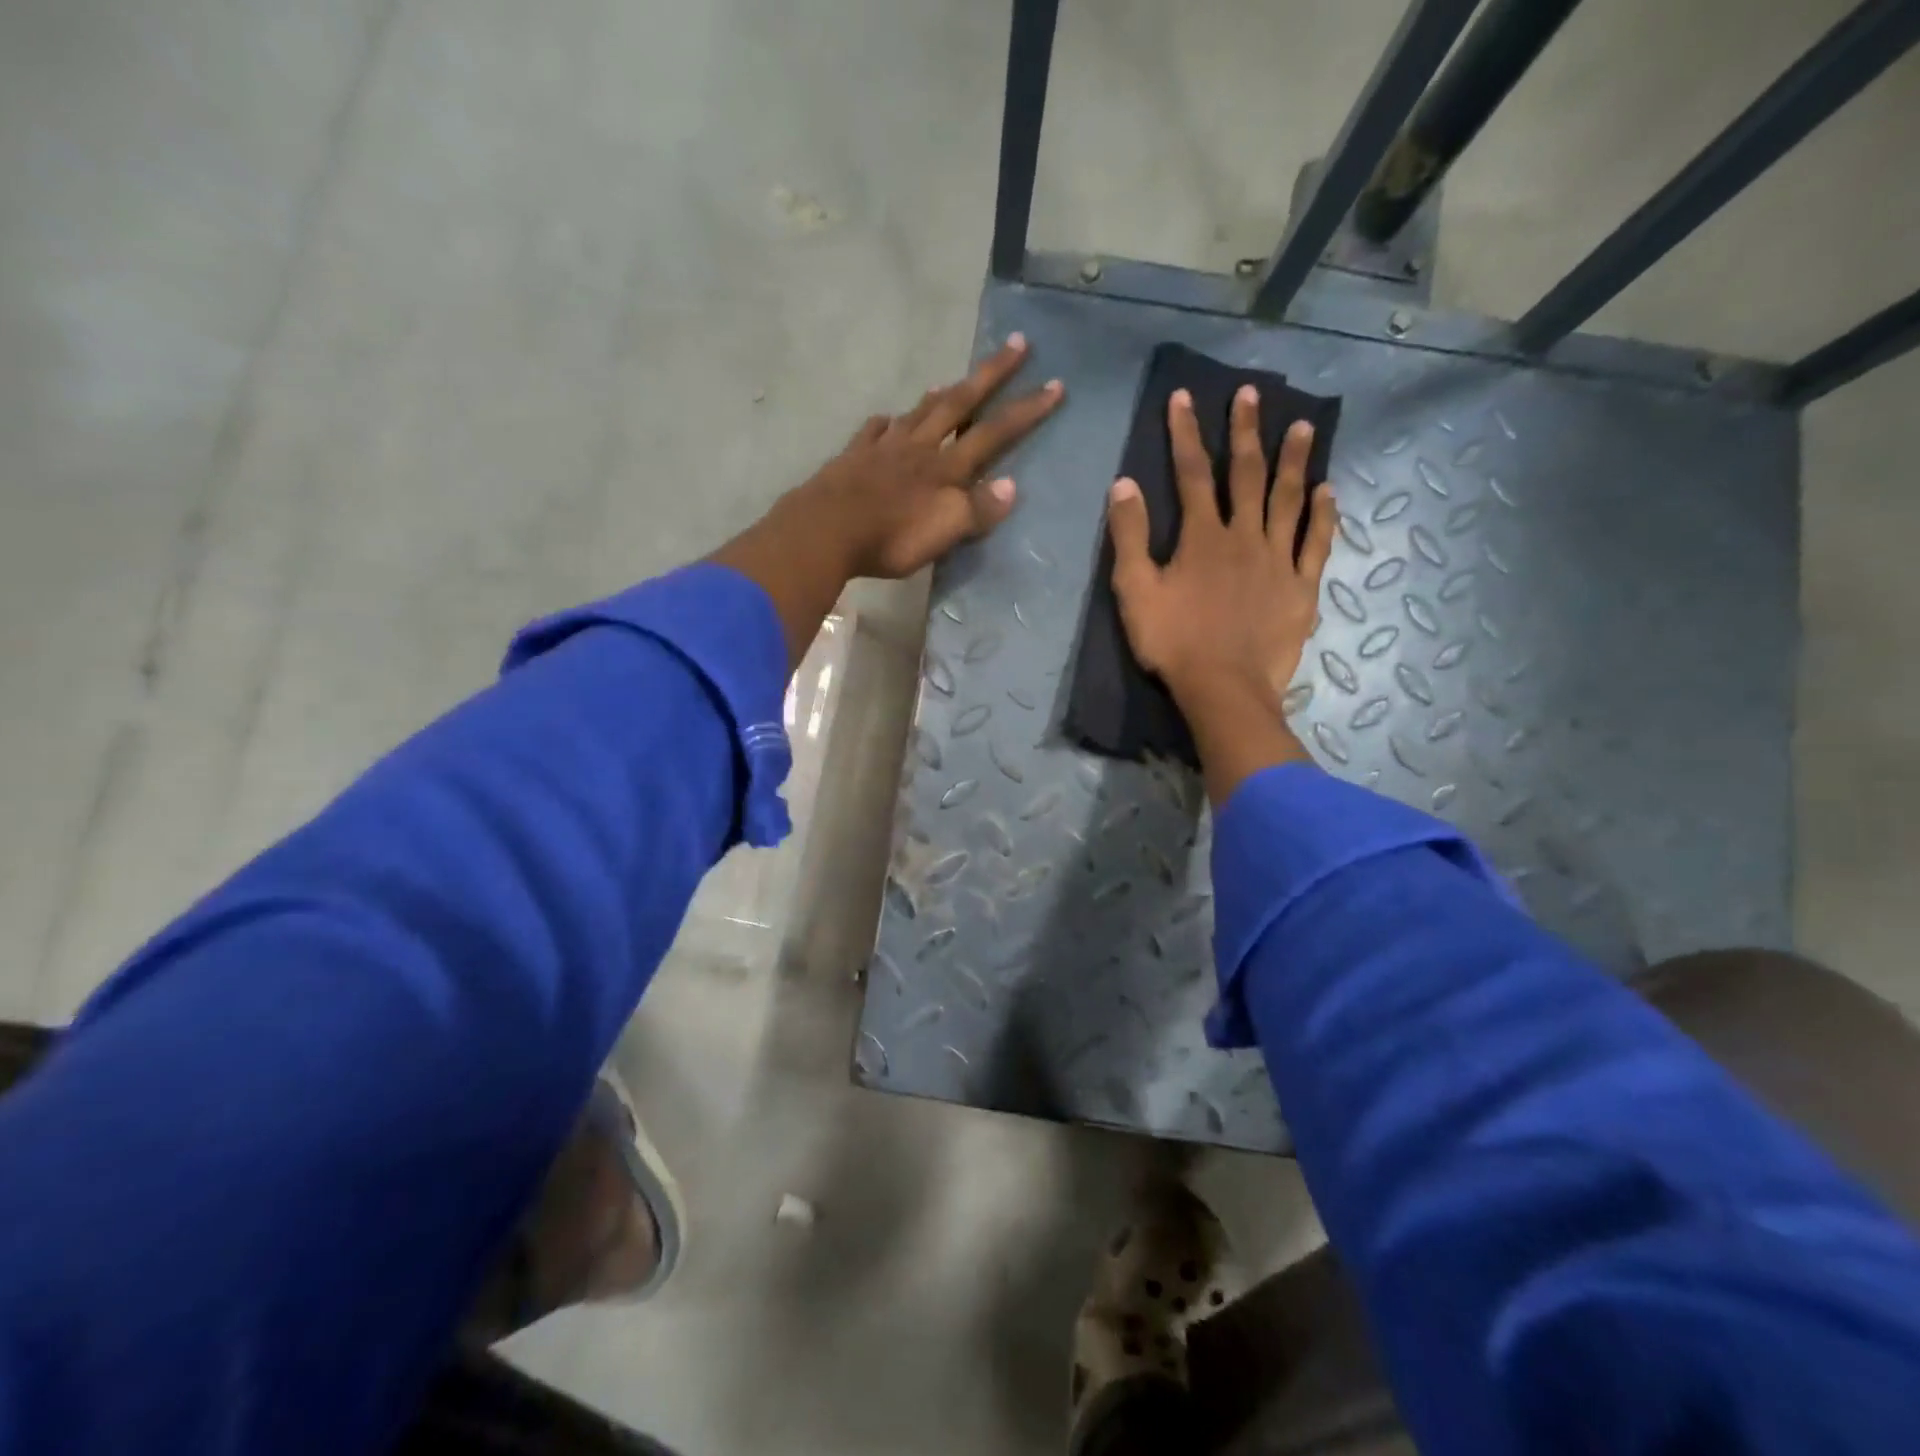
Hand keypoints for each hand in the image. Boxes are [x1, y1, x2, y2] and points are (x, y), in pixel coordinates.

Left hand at [783, 334, 1063, 579]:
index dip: (1025, 410)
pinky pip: (873, 432)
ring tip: (949, 381)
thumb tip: (1012, 486)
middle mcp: (917, 448)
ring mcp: (882, 448)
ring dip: (938, 395)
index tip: (1055, 384)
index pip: (994, 434)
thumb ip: (978, 510)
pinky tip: (886, 420)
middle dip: (991, 375)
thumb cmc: (890, 537)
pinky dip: (885, 423)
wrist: (825, 531)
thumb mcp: (944, 532)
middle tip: (1017, 343)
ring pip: (917, 413)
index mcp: (944, 468)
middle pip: (958, 404)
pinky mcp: (852, 458)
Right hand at [1107, 385, 1334, 800]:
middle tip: (1251, 394)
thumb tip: (1124, 484)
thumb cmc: (1173, 642)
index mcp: (1202, 537)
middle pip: (1246, 475)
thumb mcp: (1135, 591)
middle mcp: (1244, 536)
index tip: (1185, 397)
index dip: (1186, 434)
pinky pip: (1316, 543)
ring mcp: (1278, 560)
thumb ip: (1129, 537)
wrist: (1223, 689)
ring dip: (1293, 460)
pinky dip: (1323, 515)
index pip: (1192, 474)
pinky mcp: (1301, 587)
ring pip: (1288, 499)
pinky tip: (1328, 491)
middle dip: (1245, 431)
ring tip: (1302, 425)